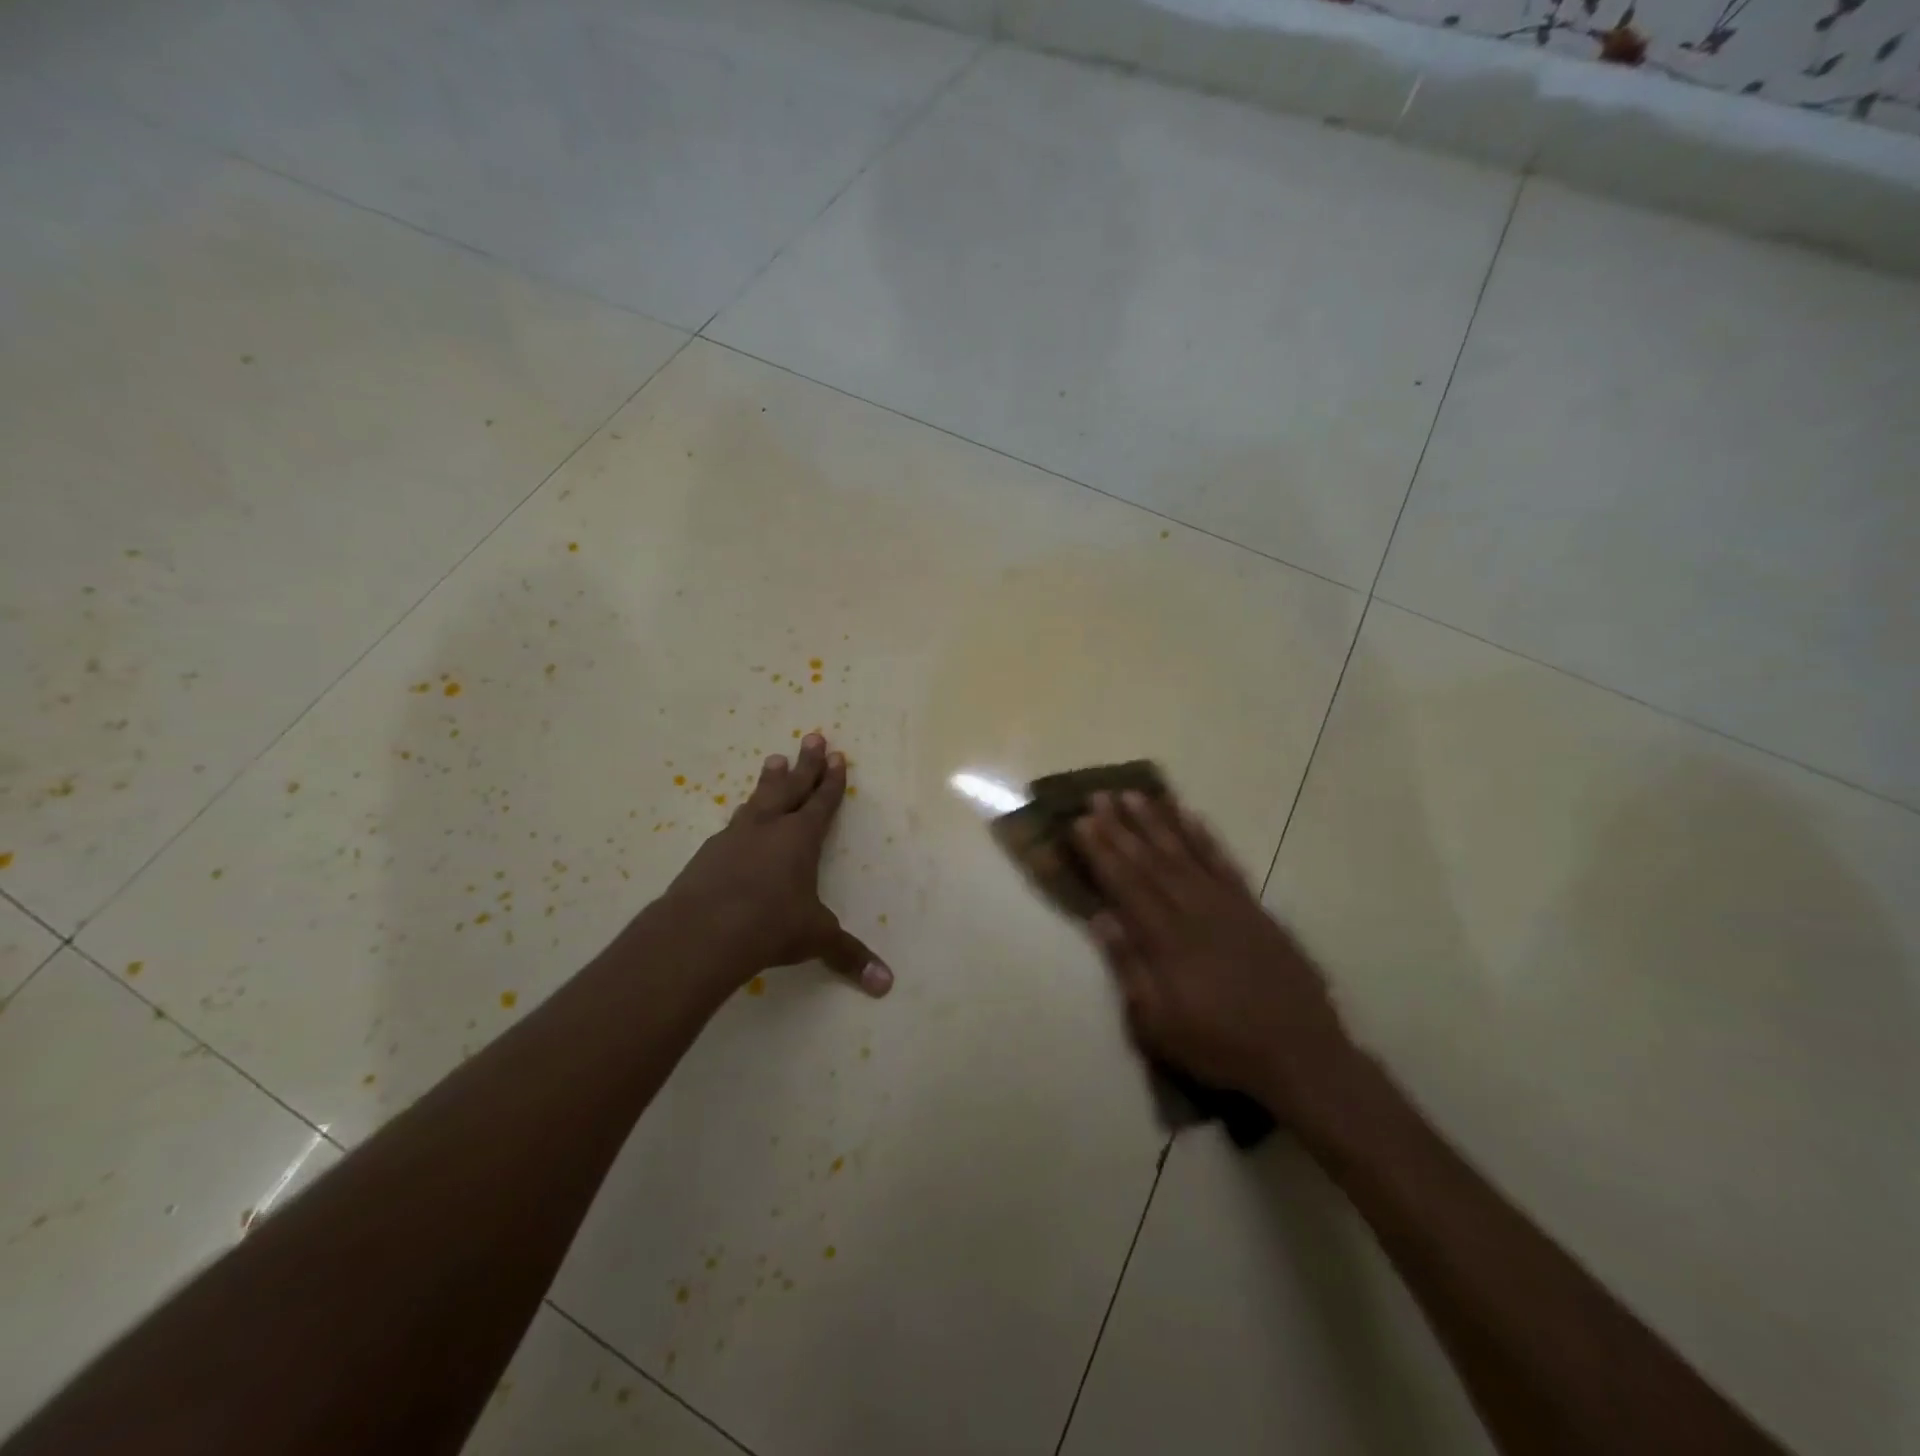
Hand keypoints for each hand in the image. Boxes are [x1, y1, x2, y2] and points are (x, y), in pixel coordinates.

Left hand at [662, 734, 892, 996]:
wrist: (700, 932)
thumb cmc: (769, 926)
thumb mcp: (815, 939)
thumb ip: (849, 956)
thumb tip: (886, 985)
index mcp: (800, 839)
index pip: (822, 802)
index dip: (832, 781)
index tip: (837, 756)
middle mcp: (769, 828)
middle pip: (792, 787)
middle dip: (806, 764)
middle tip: (813, 736)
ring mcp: (735, 837)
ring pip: (758, 799)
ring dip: (770, 780)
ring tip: (774, 759)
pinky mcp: (708, 854)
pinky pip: (732, 825)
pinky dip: (742, 816)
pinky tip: (739, 820)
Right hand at [1074, 791, 1352, 1120]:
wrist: (1299, 1054)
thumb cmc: (1219, 1045)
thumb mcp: (1158, 1024)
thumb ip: (1129, 967)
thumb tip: (1101, 917)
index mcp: (1166, 939)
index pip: (1125, 884)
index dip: (1100, 851)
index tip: (1081, 822)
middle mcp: (1194, 910)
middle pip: (1150, 860)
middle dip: (1120, 826)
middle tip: (1099, 796)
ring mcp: (1227, 904)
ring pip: (1184, 852)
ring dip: (1157, 821)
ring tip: (1134, 794)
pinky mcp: (1254, 907)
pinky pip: (1224, 862)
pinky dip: (1204, 837)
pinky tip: (1190, 816)